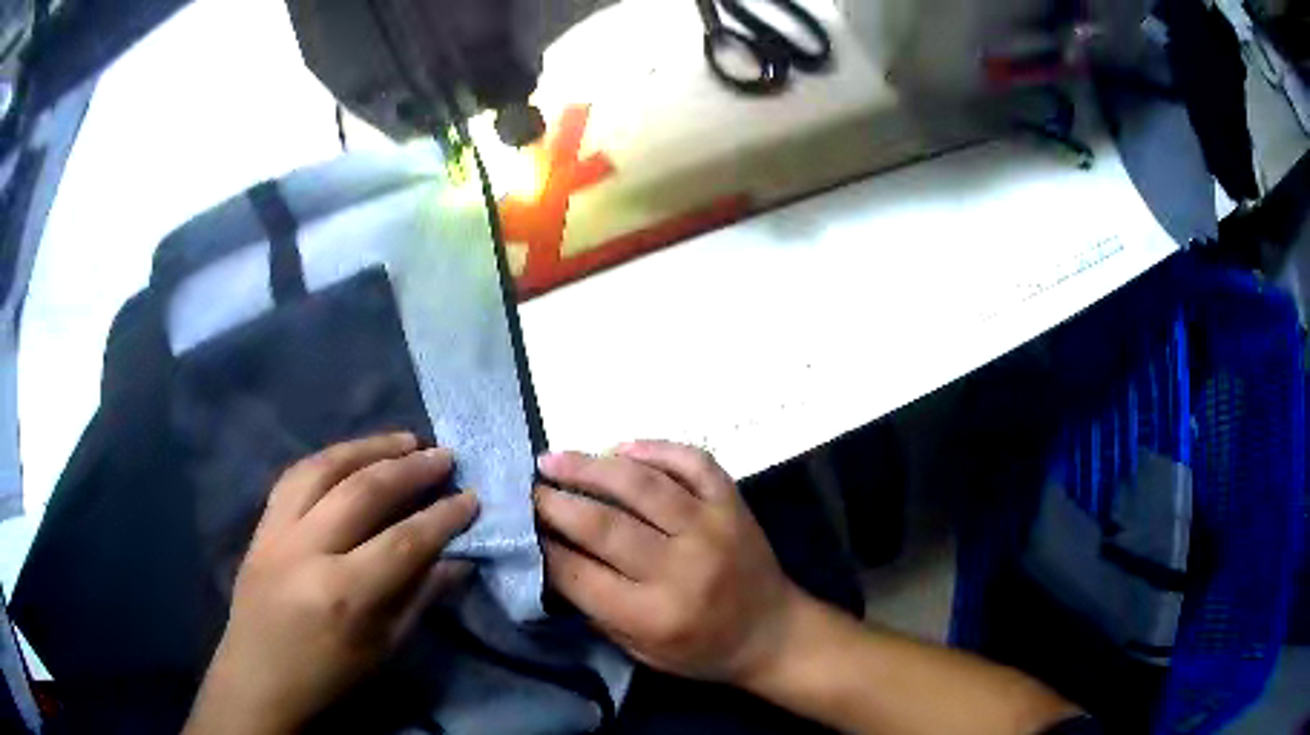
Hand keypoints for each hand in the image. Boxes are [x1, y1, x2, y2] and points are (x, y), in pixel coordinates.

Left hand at [184, 434, 478, 734]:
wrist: (258, 678)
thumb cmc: (329, 677)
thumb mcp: (384, 649)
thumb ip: (420, 598)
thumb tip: (458, 559)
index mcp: (345, 593)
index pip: (405, 541)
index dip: (444, 517)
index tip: (471, 498)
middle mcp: (308, 550)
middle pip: (363, 492)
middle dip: (410, 469)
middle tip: (443, 455)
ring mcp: (277, 532)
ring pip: (322, 468)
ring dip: (367, 447)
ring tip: (402, 439)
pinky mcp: (260, 525)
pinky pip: (294, 476)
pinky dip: (328, 458)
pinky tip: (350, 454)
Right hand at [534, 441, 804, 685]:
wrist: (771, 632)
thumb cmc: (700, 649)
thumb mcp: (638, 649)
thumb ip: (594, 607)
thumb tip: (550, 556)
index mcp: (653, 615)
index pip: (578, 574)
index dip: (542, 547)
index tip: (520, 527)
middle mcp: (681, 568)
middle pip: (603, 525)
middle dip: (554, 503)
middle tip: (528, 488)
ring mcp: (712, 528)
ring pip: (641, 485)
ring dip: (590, 467)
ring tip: (555, 459)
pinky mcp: (732, 504)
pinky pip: (692, 462)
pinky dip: (656, 448)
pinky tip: (623, 447)